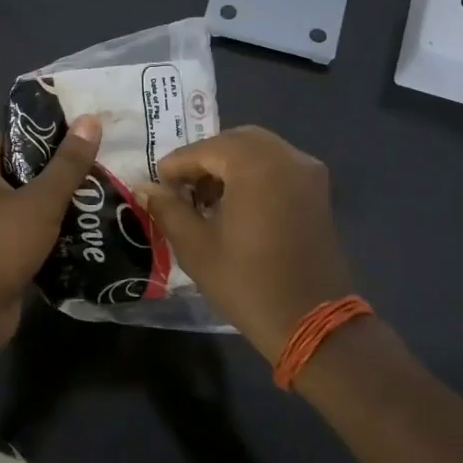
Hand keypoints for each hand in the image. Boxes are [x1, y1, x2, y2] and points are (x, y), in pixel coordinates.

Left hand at [0, 115, 101, 355]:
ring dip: (60, 205)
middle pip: (25, 171)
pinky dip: (52, 234)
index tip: (87, 133)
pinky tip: (86, 232)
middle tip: (103, 165)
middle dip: (62, 172)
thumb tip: (91, 119)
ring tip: (103, 196)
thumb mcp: (40, 201)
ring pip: (29, 205)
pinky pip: (28, 234)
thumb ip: (68, 164)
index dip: (50, 133)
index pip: (16, 137)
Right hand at [139, 126, 355, 361]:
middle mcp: (286, 157)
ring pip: (259, 150)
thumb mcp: (196, 246)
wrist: (311, 322)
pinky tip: (236, 204)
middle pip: (235, 141)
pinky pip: (279, 166)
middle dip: (205, 159)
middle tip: (181, 188)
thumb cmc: (247, 282)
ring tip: (206, 198)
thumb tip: (144, 187)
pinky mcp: (318, 192)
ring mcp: (307, 172)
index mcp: (255, 164)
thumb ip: (168, 208)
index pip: (205, 149)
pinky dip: (254, 173)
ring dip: (230, 165)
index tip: (156, 184)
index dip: (176, 165)